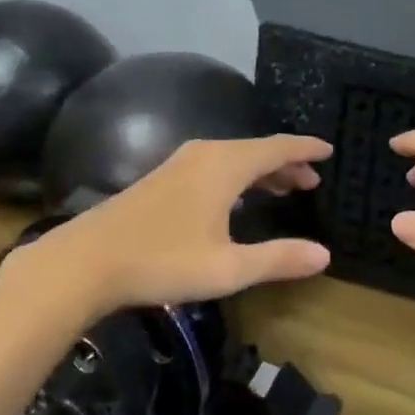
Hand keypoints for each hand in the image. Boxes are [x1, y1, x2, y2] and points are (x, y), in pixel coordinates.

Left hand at [34, 135, 333, 313]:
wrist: (85, 262)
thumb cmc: (162, 261)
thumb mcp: (228, 267)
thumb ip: (278, 258)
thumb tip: (324, 255)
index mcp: (225, 165)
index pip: (277, 147)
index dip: (305, 149)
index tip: (329, 150)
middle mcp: (204, 154)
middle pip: (256, 150)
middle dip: (286, 163)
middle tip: (312, 180)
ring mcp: (178, 164)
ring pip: (233, 158)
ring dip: (261, 171)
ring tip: (284, 188)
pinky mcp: (161, 179)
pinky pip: (214, 167)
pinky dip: (237, 177)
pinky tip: (236, 199)